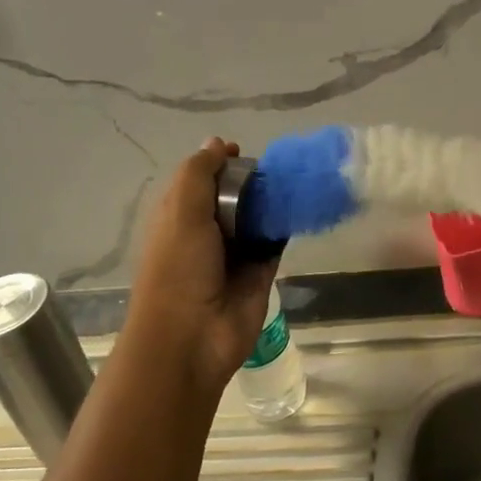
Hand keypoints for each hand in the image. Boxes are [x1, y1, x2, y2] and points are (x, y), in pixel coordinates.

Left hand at [121, 138, 276, 398]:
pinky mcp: (260, 274)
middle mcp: (205, 233)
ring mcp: (234, 255)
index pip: (200, 180)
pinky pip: (275, 243)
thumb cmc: (178, 269)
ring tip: (297, 179)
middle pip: (232, 197)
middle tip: (277, 166)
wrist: (192, 338)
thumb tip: (217, 142)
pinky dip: (286, 227)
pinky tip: (303, 207)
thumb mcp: (181, 211)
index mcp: (178, 216)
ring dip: (272, 202)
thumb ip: (199, 173)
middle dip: (251, 181)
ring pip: (257, 219)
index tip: (241, 150)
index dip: (219, 163)